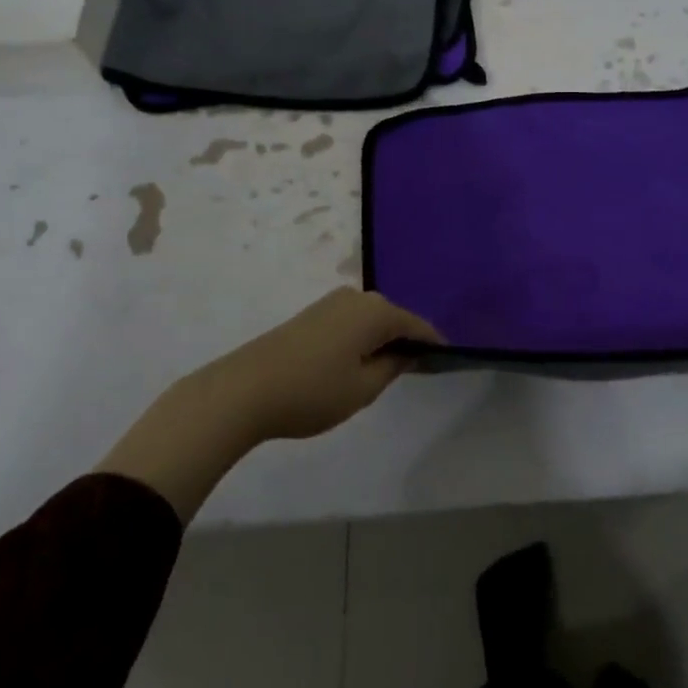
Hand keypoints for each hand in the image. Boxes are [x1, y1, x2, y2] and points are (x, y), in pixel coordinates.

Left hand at [210, 288, 441, 443]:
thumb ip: (394, 367)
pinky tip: (354, 364)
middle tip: (414, 372)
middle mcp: (357, 297)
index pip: (418, 326)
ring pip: (370, 321)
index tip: (445, 364)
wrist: (243, 390)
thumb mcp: (364, 388)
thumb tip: (406, 352)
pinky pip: (350, 323)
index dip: (434, 345)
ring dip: (380, 341)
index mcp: (377, 311)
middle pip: (394, 319)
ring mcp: (331, 303)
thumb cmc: (312, 391)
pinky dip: (360, 340)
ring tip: (382, 373)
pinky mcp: (311, 315)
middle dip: (406, 341)